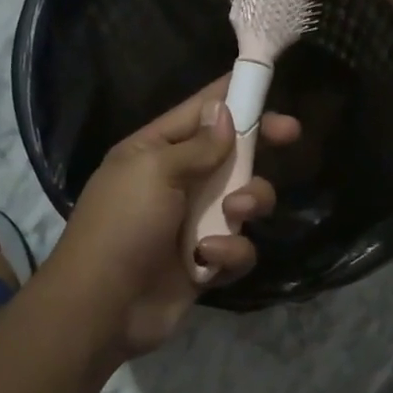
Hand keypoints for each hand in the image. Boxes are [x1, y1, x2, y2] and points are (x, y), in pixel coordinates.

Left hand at [42, 79, 301, 361]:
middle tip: (290, 133)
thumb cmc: (122, 225)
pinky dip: (230, 252)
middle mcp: (178, 182)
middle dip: (260, 145)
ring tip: (235, 214)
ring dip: (249, 202)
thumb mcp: (154, 171)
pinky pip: (239, 247)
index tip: (268, 84)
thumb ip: (198, 145)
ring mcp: (194, 223)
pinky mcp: (207, 262)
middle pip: (232, 153)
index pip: (201, 113)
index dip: (235, 97)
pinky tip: (209, 260)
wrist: (102, 308)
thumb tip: (225, 113)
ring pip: (245, 200)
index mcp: (156, 152)